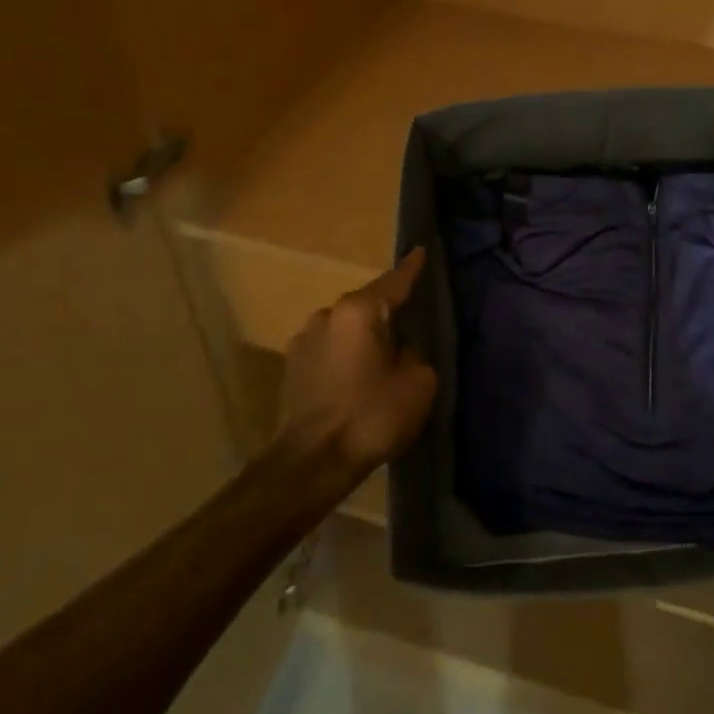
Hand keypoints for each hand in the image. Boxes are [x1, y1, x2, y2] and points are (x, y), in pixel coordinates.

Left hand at [277, 248, 438, 479]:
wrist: (311, 462)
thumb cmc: (370, 416)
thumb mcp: (417, 383)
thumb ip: (414, 354)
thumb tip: (401, 350)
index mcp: (359, 311)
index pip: (394, 281)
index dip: (411, 268)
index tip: (421, 251)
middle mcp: (327, 315)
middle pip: (367, 304)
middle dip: (387, 311)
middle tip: (409, 324)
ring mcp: (304, 340)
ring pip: (345, 327)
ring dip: (362, 336)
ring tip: (380, 358)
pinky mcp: (292, 366)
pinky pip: (329, 349)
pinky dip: (345, 355)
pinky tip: (355, 377)